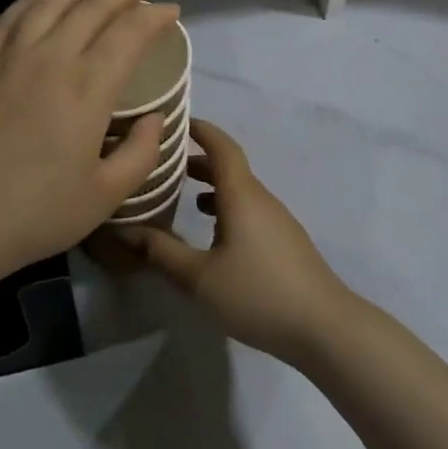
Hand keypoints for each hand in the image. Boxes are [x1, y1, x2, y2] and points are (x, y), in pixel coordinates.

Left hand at [0, 0, 178, 278]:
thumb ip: (139, 154)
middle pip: (91, 11)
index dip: (153, 18)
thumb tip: (156, 119)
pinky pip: (10, 18)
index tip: (171, 10)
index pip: (128, 36)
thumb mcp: (103, 197)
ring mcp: (10, 59)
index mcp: (87, 90)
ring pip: (49, 4)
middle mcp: (51, 61)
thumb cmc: (33, 215)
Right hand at [107, 119, 355, 365]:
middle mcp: (261, 199)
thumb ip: (161, 252)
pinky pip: (250, 210)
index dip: (200, 130)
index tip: (175, 122)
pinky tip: (213, 233)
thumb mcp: (200, 277)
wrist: (323, 326)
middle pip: (229, 167)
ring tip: (183, 194)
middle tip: (166, 162)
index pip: (221, 147)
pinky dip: (226, 207)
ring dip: (213, 186)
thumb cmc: (257, 293)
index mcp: (242, 195)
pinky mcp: (284, 241)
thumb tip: (124, 231)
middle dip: (199, 160)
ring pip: (240, 191)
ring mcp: (277, 220)